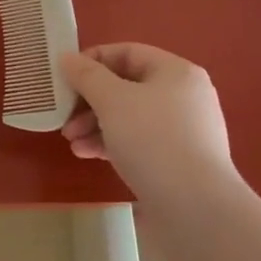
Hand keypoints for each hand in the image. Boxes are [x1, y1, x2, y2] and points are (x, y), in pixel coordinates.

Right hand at [60, 43, 234, 198]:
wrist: (196, 207)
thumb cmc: (153, 140)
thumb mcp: (112, 101)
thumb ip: (87, 76)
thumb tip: (67, 57)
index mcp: (176, 72)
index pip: (128, 52)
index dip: (93, 60)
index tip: (65, 77)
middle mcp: (184, 96)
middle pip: (126, 86)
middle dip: (89, 100)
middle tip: (64, 116)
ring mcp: (183, 130)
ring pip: (129, 116)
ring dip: (95, 124)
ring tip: (71, 141)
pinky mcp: (177, 160)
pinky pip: (138, 141)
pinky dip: (111, 143)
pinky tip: (87, 154)